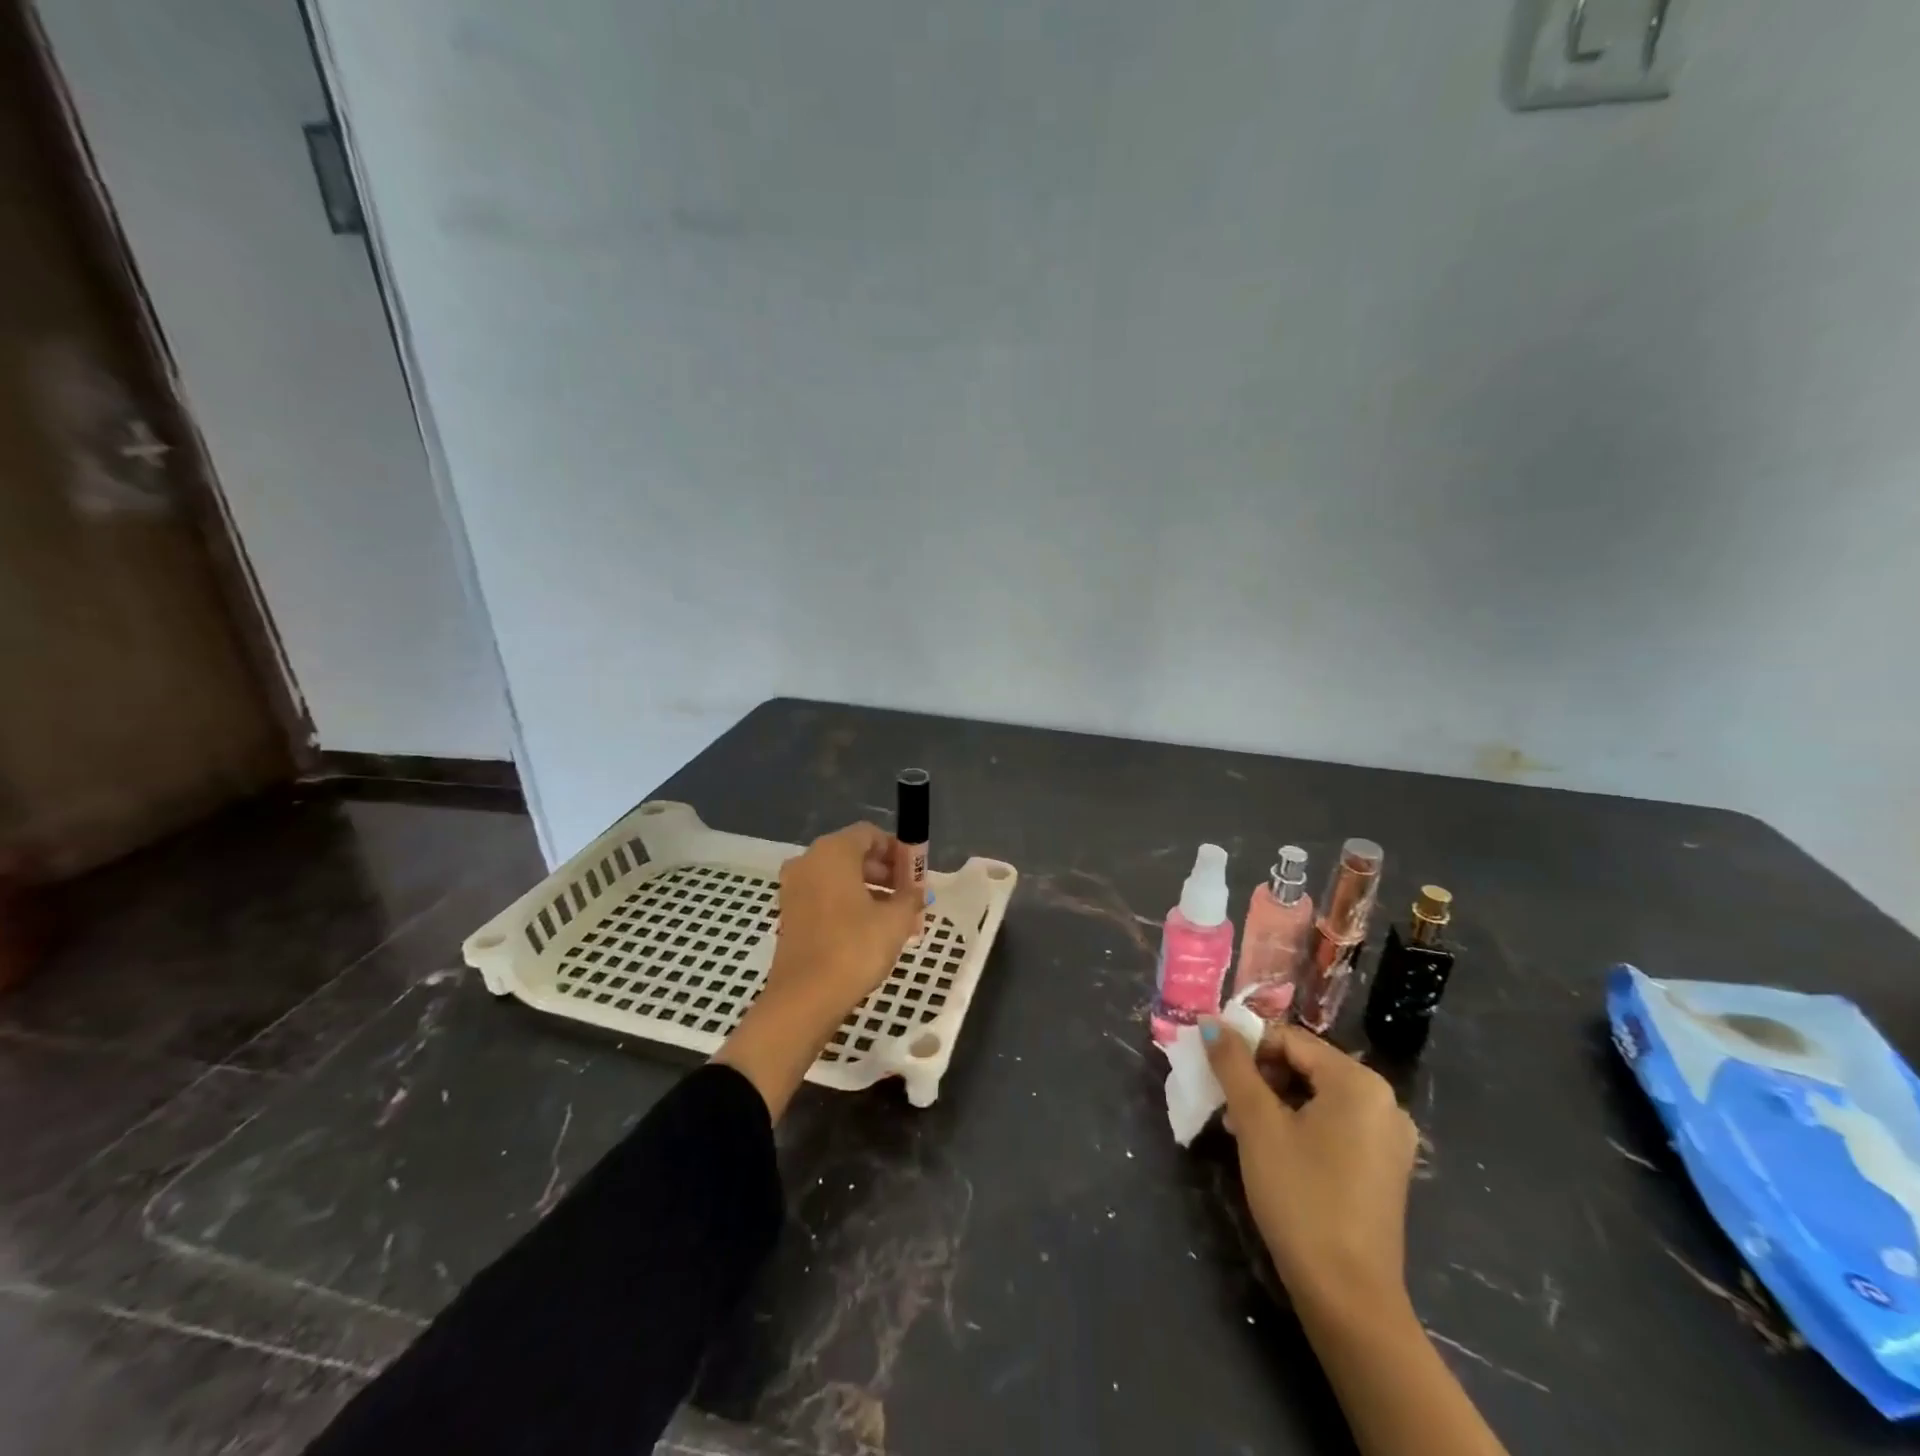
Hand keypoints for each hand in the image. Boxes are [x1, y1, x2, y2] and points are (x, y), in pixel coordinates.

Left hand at [767, 822, 922, 1017]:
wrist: (804, 998)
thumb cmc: (854, 948)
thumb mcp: (895, 921)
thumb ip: (910, 898)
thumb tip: (918, 891)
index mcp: (833, 851)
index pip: (870, 835)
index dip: (897, 851)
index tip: (916, 874)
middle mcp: (808, 861)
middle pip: (853, 854)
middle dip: (884, 872)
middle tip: (909, 896)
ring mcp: (794, 888)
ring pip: (838, 878)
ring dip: (868, 890)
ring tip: (895, 917)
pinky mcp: (789, 914)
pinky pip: (825, 896)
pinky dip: (847, 904)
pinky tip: (870, 930)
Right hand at [1203, 1020, 1417, 1321]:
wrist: (1348, 1297)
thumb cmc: (1300, 1196)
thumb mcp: (1256, 1123)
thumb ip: (1232, 1065)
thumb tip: (1210, 1022)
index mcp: (1359, 1082)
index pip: (1290, 1038)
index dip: (1247, 1046)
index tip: (1215, 1068)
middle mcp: (1384, 1101)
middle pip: (1306, 1065)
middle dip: (1260, 1077)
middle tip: (1227, 1104)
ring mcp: (1389, 1138)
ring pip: (1317, 1096)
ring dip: (1275, 1102)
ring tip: (1242, 1129)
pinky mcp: (1384, 1168)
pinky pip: (1335, 1125)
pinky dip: (1300, 1125)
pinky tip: (1272, 1150)